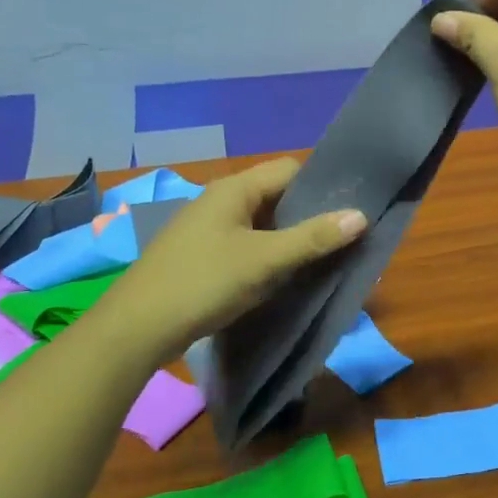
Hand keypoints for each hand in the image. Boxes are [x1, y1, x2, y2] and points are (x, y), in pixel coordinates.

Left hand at [94, 159, 365, 361]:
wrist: (137, 328)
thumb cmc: (204, 283)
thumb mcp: (265, 261)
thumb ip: (313, 238)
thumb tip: (360, 215)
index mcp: (234, 189)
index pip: (290, 169)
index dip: (321, 186)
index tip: (350, 211)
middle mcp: (220, 200)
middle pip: (277, 196)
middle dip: (309, 216)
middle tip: (342, 241)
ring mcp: (207, 228)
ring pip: (262, 224)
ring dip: (289, 239)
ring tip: (319, 262)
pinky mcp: (201, 255)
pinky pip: (245, 245)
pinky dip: (267, 256)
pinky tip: (281, 279)